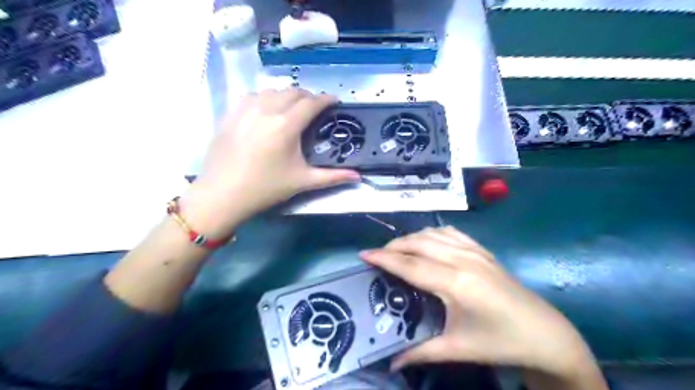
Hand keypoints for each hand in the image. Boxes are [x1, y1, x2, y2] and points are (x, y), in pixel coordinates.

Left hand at [180, 90, 357, 235]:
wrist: (223, 194)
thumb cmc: (266, 188)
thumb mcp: (302, 181)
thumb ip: (333, 177)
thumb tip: (358, 177)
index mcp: (286, 125)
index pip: (311, 102)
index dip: (326, 99)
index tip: (335, 101)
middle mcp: (267, 110)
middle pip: (293, 92)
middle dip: (308, 96)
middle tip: (315, 108)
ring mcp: (246, 109)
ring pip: (272, 91)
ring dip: (287, 96)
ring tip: (292, 108)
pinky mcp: (231, 114)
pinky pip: (252, 96)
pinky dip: (265, 98)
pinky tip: (266, 110)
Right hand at [362, 226, 605, 380]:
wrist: (546, 334)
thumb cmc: (500, 342)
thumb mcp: (458, 349)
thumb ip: (420, 352)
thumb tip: (391, 363)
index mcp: (455, 283)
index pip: (410, 265)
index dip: (384, 258)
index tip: (364, 254)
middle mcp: (463, 260)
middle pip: (418, 243)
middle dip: (394, 246)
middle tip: (378, 256)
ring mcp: (475, 251)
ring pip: (433, 234)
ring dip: (411, 238)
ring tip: (398, 250)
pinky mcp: (483, 250)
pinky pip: (451, 232)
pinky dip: (432, 233)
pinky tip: (427, 242)